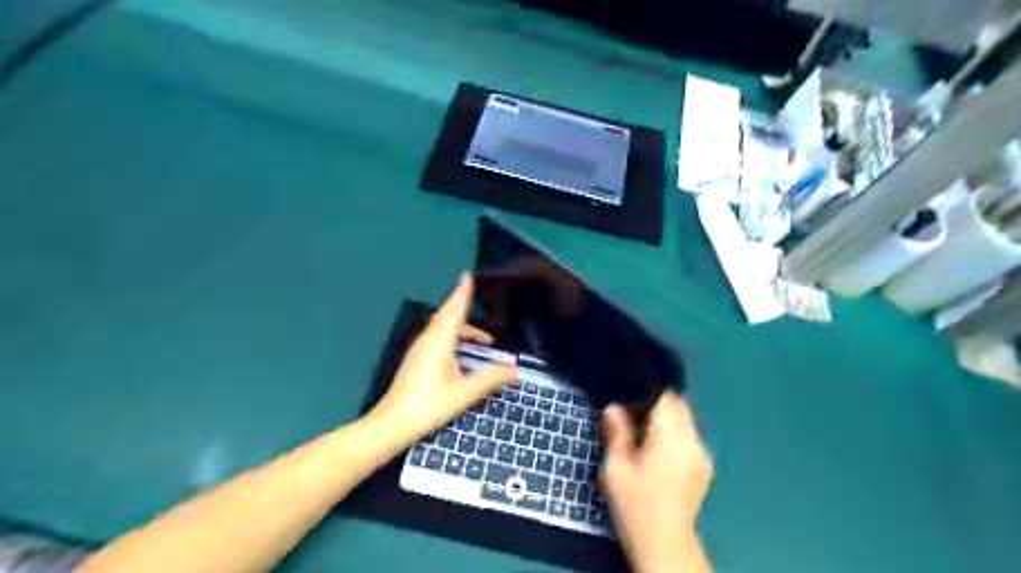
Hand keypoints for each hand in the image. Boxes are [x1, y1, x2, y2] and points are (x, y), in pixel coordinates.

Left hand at [370, 274, 518, 447]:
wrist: (392, 423)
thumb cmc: (429, 406)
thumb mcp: (465, 393)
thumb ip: (491, 379)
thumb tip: (515, 371)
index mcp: (439, 342)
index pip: (454, 311)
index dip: (462, 293)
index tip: (467, 276)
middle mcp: (427, 340)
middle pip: (447, 316)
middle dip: (464, 309)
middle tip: (480, 314)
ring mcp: (418, 349)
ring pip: (441, 327)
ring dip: (460, 327)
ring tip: (480, 341)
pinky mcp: (415, 359)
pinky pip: (436, 337)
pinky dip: (451, 336)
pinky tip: (459, 353)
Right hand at [599, 389, 712, 571]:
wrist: (664, 543)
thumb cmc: (635, 504)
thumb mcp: (616, 467)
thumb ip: (616, 432)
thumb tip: (614, 406)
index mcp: (671, 437)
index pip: (666, 397)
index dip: (647, 390)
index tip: (629, 393)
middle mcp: (693, 440)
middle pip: (678, 406)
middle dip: (656, 403)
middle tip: (631, 413)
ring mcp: (702, 454)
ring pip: (685, 420)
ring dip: (665, 419)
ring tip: (642, 432)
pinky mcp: (704, 467)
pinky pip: (689, 437)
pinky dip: (674, 434)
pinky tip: (657, 450)